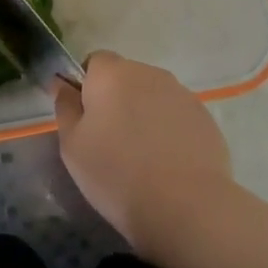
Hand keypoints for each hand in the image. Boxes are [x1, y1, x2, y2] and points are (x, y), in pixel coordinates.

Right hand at [52, 51, 233, 251]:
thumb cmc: (116, 173)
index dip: (87, 85)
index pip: (94, 61)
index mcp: (112, 74)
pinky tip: (167, 163)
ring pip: (153, 96)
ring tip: (142, 156)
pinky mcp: (205, 117)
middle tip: (110, 141)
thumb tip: (62, 83)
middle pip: (126, 77)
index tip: (86, 118)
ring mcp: (182, 94)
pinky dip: (169, 130)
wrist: (184, 206)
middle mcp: (149, 73)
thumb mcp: (72, 145)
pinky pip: (176, 115)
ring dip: (144, 114)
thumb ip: (65, 107)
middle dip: (117, 100)